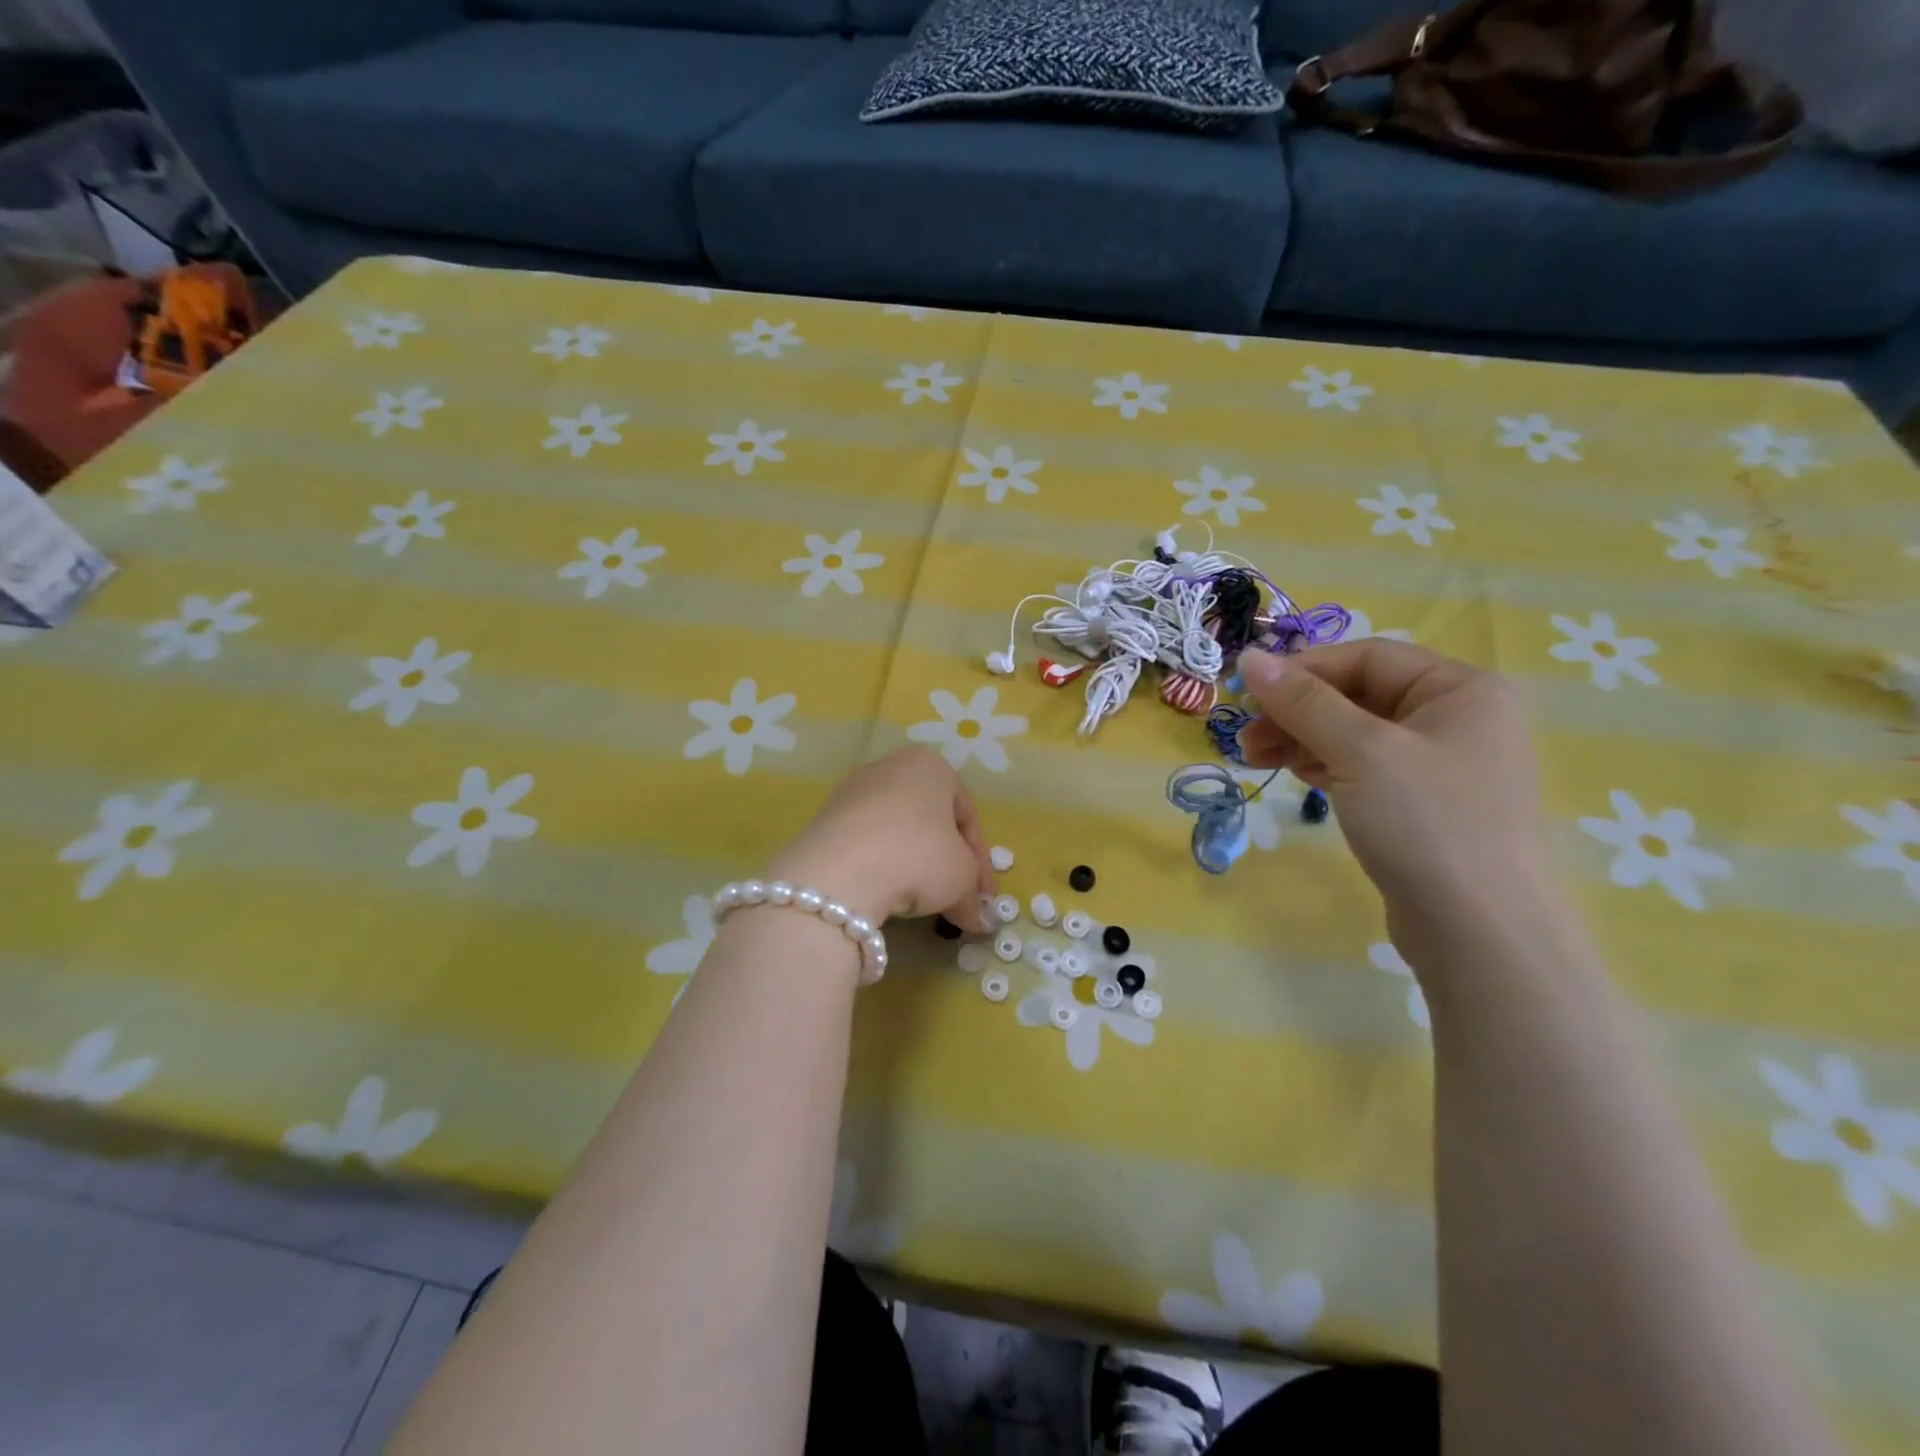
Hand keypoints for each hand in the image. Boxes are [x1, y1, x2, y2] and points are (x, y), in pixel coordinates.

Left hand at [767, 747, 997, 929]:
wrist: (839, 872)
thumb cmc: (918, 857)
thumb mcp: (962, 878)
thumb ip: (973, 895)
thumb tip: (979, 920)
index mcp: (932, 766)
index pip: (968, 816)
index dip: (980, 862)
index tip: (983, 897)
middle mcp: (891, 767)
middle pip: (930, 821)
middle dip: (946, 862)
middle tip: (956, 899)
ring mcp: (853, 791)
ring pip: (897, 832)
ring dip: (913, 866)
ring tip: (919, 902)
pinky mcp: (825, 818)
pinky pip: (866, 844)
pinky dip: (881, 868)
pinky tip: (884, 895)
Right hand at [1237, 642, 1551, 943]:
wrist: (1478, 932)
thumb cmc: (1425, 823)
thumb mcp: (1359, 751)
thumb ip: (1302, 701)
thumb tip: (1250, 656)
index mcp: (1460, 689)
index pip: (1366, 657)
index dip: (1302, 671)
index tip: (1248, 695)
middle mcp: (1457, 718)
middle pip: (1358, 695)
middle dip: (1296, 712)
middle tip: (1246, 740)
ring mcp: (1442, 764)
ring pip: (1355, 733)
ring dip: (1302, 740)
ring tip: (1256, 761)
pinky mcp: (1424, 803)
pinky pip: (1365, 767)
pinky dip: (1326, 766)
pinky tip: (1298, 777)